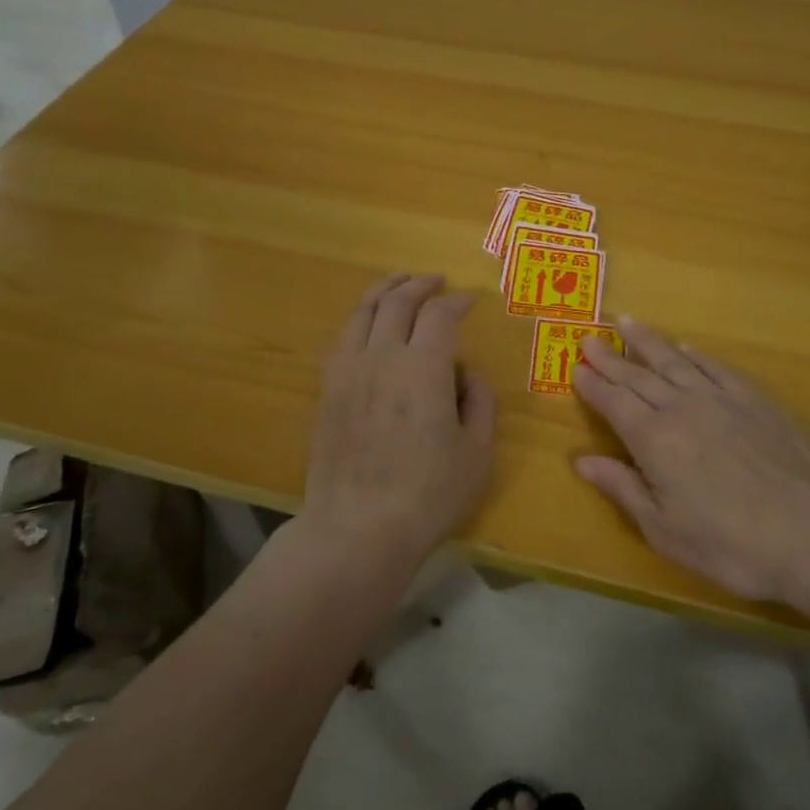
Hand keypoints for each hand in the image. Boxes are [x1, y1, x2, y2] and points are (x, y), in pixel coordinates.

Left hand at [303, 274, 496, 563]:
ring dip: (385, 290)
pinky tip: (369, 326)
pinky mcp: (327, 390)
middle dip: (419, 284)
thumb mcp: (478, 453)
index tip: (471, 299)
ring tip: (400, 283)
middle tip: (436, 280)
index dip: (457, 301)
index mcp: (424, 367)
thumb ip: (481, 403)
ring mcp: (348, 371)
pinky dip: (360, 320)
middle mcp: (382, 356)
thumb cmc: (428, 494)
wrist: (357, 528)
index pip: (440, 314)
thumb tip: (466, 375)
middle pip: (397, 301)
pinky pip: (343, 338)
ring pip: (363, 312)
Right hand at [572, 318, 809, 602]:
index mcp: (653, 439)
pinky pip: (716, 367)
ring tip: (626, 322)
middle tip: (589, 338)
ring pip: (674, 361)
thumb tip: (582, 461)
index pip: (614, 402)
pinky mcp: (754, 400)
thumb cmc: (729, 543)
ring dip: (648, 341)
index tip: (576, 367)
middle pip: (638, 375)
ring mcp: (720, 399)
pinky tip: (685, 347)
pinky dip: (696, 355)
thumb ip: (622, 488)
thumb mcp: (663, 529)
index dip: (593, 385)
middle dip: (610, 357)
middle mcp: (681, 408)